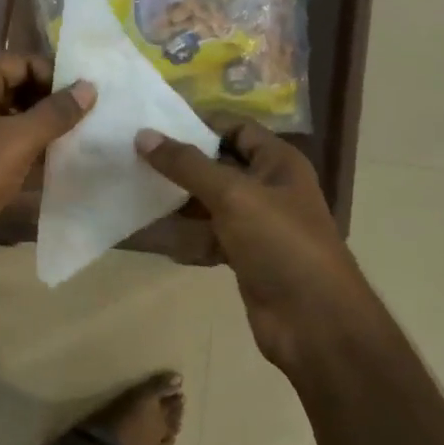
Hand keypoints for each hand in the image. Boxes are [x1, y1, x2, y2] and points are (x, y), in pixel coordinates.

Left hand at [0, 55, 94, 287]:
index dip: (55, 79)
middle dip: (45, 105)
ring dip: (30, 129)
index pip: (22, 61)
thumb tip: (89, 86)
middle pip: (10, 86)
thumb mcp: (18, 141)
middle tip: (80, 127)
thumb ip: (55, 113)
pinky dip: (11, 149)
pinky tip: (34, 170)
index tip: (85, 103)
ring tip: (63, 148)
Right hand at [137, 121, 364, 372]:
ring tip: (130, 193)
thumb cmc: (280, 243)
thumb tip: (143, 135)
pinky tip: (148, 237)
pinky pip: (205, 239)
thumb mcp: (233, 195)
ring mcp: (255, 226)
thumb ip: (187, 166)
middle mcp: (268, 188)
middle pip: (217, 167)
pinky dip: (181, 239)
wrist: (313, 320)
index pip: (235, 129)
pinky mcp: (243, 258)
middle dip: (178, 165)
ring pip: (207, 206)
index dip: (198, 124)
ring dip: (174, 204)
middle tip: (131, 159)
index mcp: (277, 163)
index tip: (153, 126)